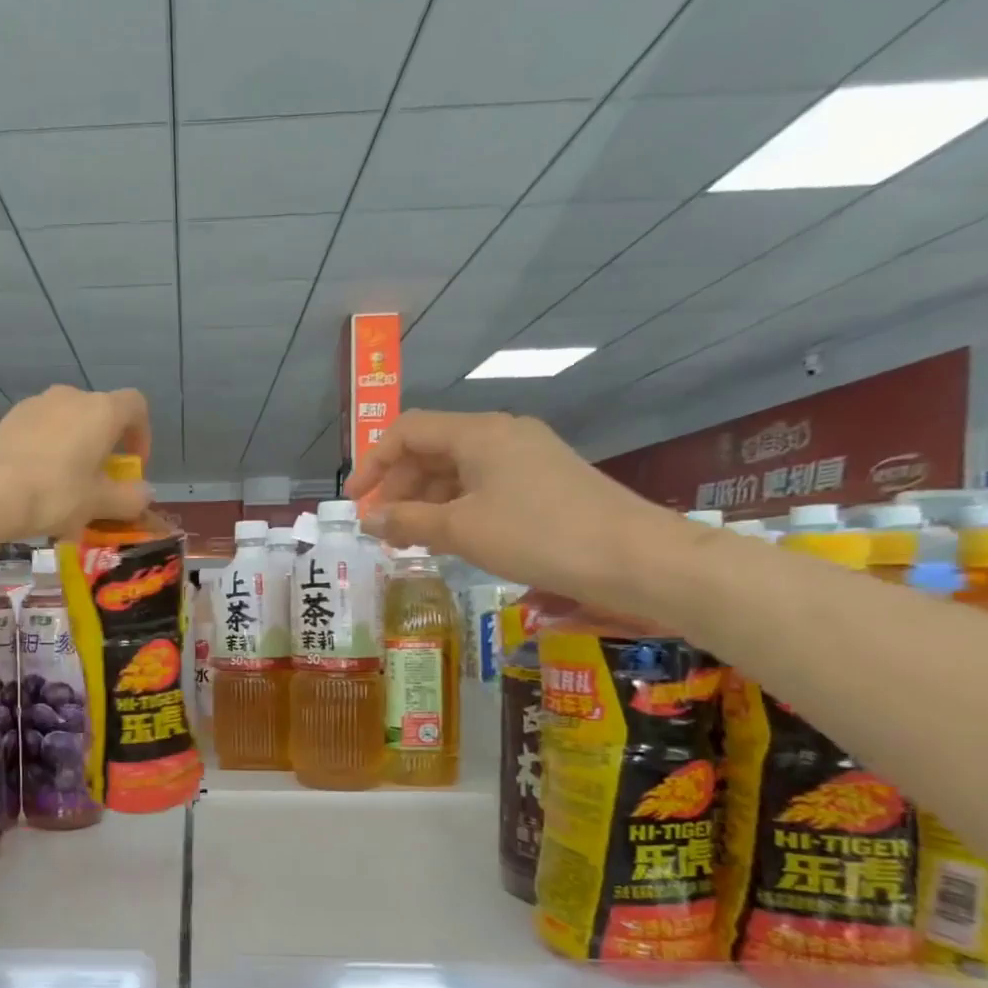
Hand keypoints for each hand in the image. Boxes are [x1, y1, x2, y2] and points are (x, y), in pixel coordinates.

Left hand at [0, 385, 152, 539]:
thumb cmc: (56, 492)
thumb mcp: (99, 503)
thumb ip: (129, 498)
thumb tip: (144, 494)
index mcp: (101, 410)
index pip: (136, 406)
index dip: (142, 435)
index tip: (133, 467)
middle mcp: (70, 397)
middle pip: (99, 417)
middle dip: (104, 450)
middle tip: (99, 487)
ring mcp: (35, 405)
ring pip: (67, 427)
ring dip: (74, 454)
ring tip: (66, 494)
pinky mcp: (8, 421)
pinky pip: (40, 435)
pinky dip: (47, 456)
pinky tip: (37, 489)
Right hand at [344, 410, 690, 601]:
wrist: (632, 556)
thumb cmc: (537, 535)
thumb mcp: (461, 530)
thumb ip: (407, 520)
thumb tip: (368, 520)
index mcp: (478, 432)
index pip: (408, 431)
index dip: (373, 463)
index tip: (355, 502)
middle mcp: (501, 434)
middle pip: (432, 449)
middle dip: (399, 486)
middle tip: (382, 528)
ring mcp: (526, 456)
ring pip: (458, 469)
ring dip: (426, 501)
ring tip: (410, 539)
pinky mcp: (544, 480)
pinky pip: (484, 484)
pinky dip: (456, 507)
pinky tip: (450, 538)